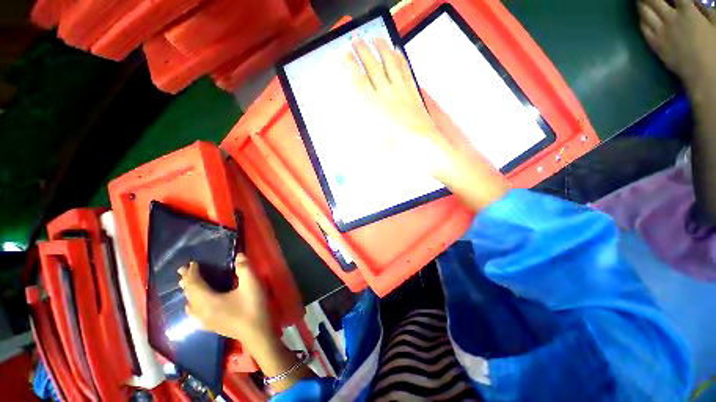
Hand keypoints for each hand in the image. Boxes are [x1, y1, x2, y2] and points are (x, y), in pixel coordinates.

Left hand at [178, 254, 273, 348]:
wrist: (256, 332)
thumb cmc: (252, 307)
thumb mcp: (251, 284)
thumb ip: (244, 268)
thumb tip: (238, 255)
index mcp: (208, 301)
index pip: (195, 285)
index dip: (193, 273)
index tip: (192, 263)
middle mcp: (201, 311)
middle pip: (189, 294)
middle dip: (186, 280)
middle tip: (182, 270)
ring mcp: (204, 320)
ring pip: (190, 304)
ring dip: (188, 292)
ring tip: (185, 283)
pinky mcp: (209, 326)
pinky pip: (193, 313)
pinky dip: (190, 304)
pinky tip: (191, 306)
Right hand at [344, 37, 452, 175]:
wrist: (421, 144)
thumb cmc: (395, 146)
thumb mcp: (372, 142)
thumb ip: (361, 129)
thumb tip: (351, 122)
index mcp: (373, 106)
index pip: (359, 81)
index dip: (350, 66)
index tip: (344, 54)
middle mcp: (386, 94)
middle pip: (373, 68)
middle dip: (363, 52)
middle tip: (356, 39)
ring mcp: (401, 91)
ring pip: (390, 65)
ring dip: (382, 50)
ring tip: (376, 38)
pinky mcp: (413, 92)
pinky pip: (406, 71)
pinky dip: (401, 59)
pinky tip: (397, 51)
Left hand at [638, 0, 715, 91]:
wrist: (704, 75)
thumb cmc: (715, 49)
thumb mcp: (715, 23)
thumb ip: (703, 9)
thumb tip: (692, 2)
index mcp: (687, 11)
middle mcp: (670, 19)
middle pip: (653, 0)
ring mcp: (661, 33)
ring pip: (645, 13)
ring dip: (641, 3)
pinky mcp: (656, 46)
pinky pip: (644, 29)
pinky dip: (641, 19)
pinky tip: (641, 16)